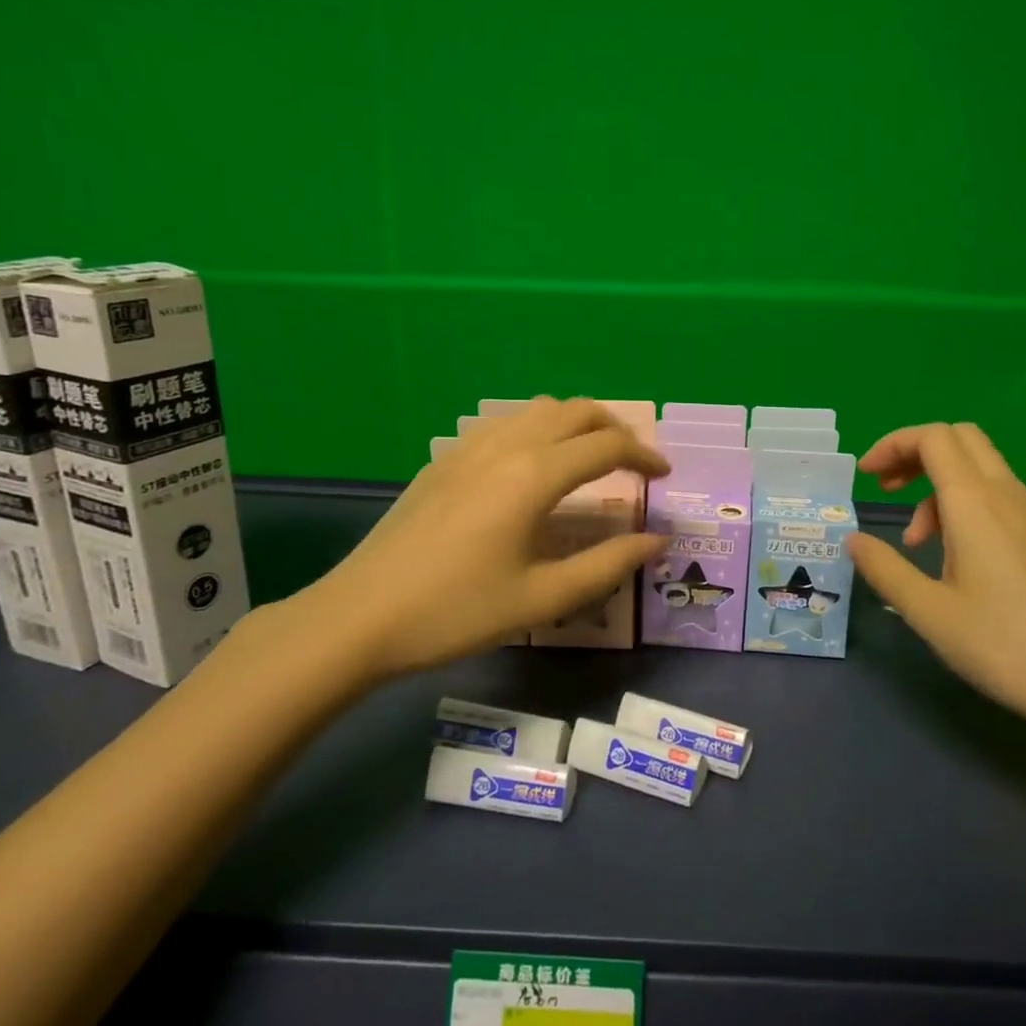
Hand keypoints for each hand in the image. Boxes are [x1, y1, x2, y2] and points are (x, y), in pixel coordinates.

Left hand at [280, 398, 668, 686]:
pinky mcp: (445, 459)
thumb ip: (608, 564)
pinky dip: (538, 429)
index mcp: (535, 475)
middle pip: (575, 411)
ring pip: (537, 409)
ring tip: (590, 458)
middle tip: (634, 462)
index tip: (664, 478)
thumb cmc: (457, 612)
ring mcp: (470, 447)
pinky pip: (505, 423)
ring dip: (575, 423)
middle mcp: (507, 445)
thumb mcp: (542, 598)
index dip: (644, 457)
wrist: (360, 616)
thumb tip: (657, 540)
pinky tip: (533, 467)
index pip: (607, 446)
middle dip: (614, 428)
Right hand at [848, 423, 1025, 739]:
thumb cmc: (1003, 645)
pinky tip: (956, 556)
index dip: (893, 444)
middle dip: (914, 453)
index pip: (933, 437)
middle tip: (886, 489)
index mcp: (975, 502)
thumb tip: (853, 540)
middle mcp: (1007, 494)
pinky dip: (964, 505)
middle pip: (959, 439)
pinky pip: (997, 495)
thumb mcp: (928, 611)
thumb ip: (884, 568)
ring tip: (915, 541)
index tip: (866, 478)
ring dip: (937, 486)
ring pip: (979, 468)